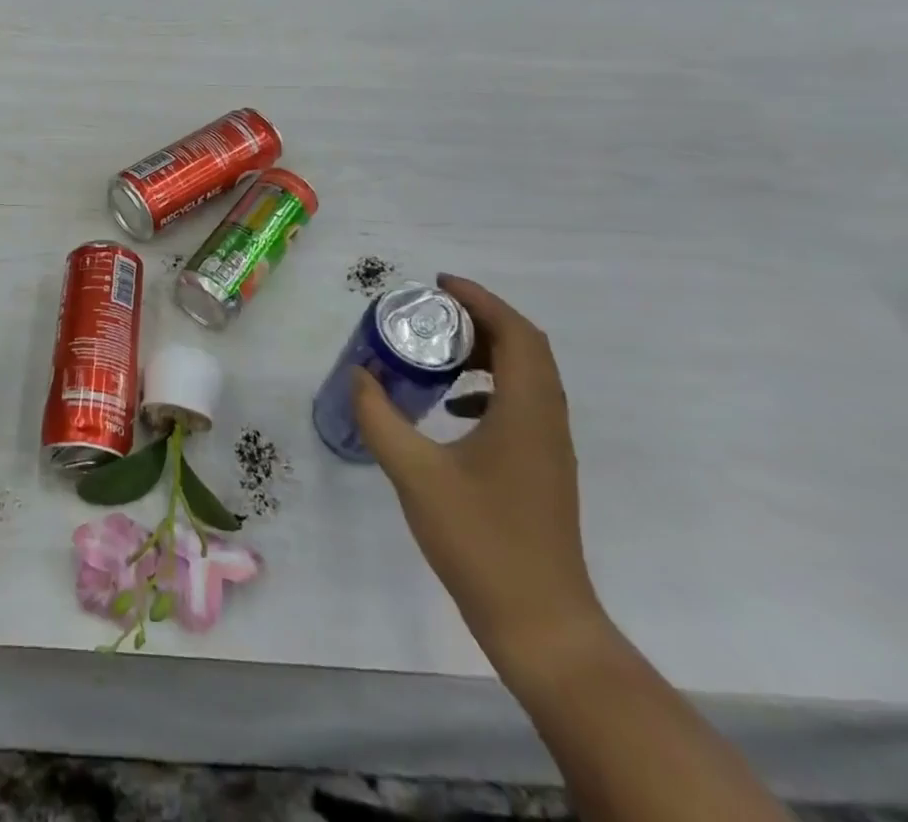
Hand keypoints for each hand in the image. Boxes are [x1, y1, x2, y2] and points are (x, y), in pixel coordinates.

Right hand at [352, 275, 609, 674]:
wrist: (540, 623)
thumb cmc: (480, 541)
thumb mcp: (415, 473)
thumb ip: (380, 418)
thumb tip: (359, 375)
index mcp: (527, 412)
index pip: (516, 333)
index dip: (481, 300)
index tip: (438, 284)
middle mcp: (547, 421)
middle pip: (525, 348)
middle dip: (479, 321)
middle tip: (431, 314)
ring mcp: (549, 448)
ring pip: (526, 377)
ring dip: (485, 354)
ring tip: (436, 353)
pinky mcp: (542, 470)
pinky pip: (521, 406)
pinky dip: (487, 389)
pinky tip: (449, 409)